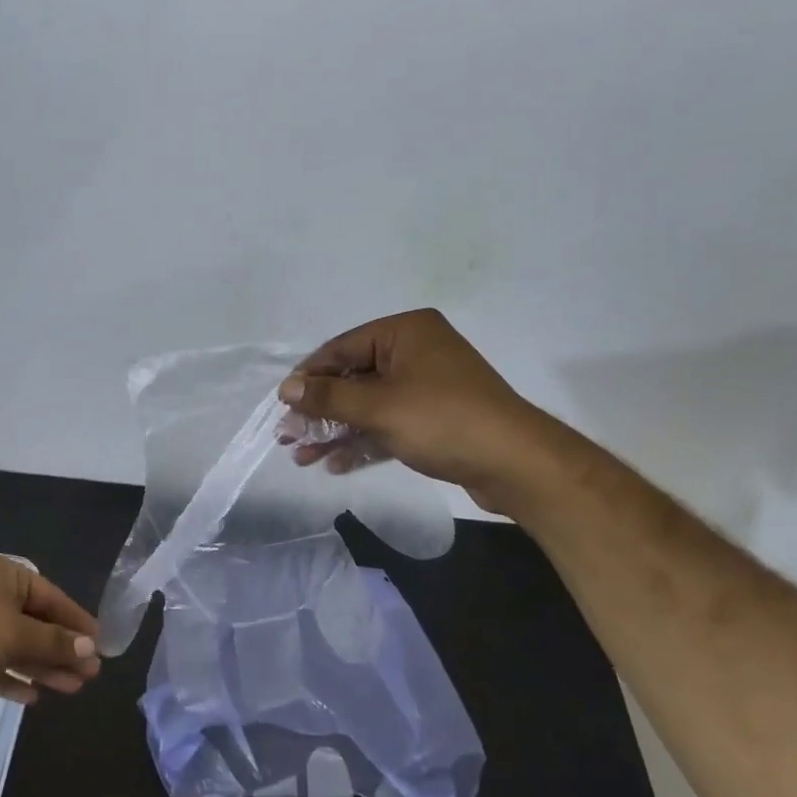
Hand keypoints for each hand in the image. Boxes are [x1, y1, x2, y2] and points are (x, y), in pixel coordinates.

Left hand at [0, 555, 100, 711]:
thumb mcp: (19, 636)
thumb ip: (56, 644)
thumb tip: (90, 649)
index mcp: (5, 575)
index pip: (52, 597)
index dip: (77, 622)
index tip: (100, 646)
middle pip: (35, 623)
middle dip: (62, 650)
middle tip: (89, 676)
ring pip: (15, 645)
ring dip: (42, 667)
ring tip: (71, 689)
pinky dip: (12, 677)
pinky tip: (33, 697)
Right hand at [277, 309, 572, 511]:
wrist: (514, 463)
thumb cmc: (442, 420)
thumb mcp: (378, 406)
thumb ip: (329, 396)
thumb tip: (286, 387)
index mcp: (404, 332)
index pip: (341, 348)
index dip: (308, 377)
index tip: (282, 406)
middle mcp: (415, 352)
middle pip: (352, 378)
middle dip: (319, 412)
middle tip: (288, 438)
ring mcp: (426, 386)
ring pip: (368, 405)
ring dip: (336, 431)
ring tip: (303, 458)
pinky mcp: (434, 418)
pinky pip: (387, 424)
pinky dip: (363, 441)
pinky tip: (336, 464)